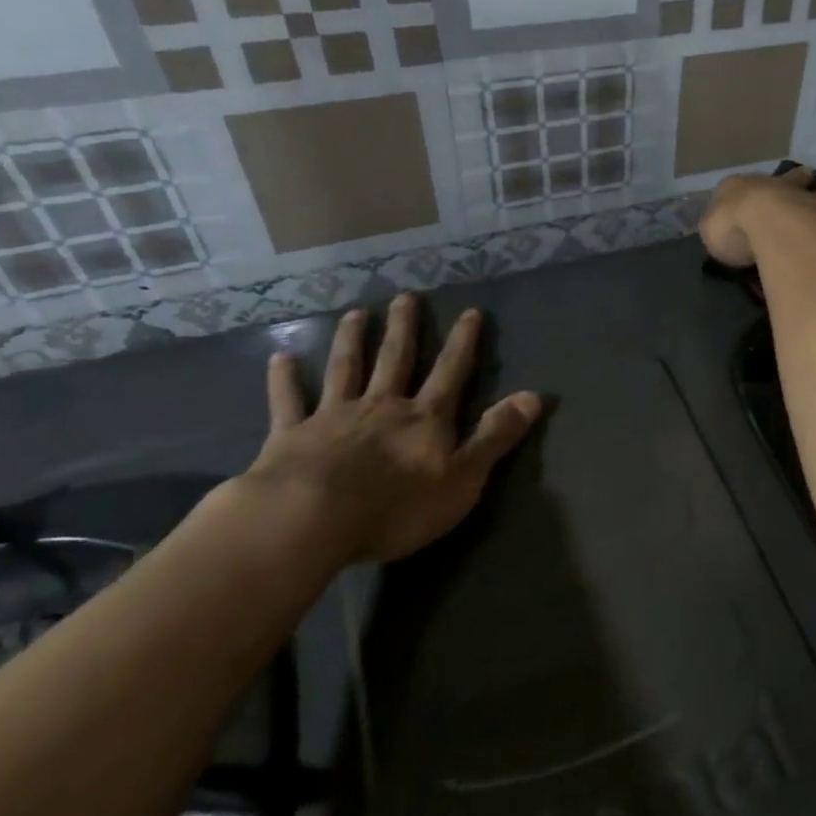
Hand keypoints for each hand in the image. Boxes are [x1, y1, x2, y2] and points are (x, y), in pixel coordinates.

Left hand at [242, 294, 540, 563]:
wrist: (311, 519)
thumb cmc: (397, 506)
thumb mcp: (464, 477)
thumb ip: (496, 436)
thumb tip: (534, 396)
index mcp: (424, 418)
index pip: (450, 372)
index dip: (463, 342)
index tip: (470, 311)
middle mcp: (381, 406)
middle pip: (395, 359)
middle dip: (404, 328)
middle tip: (406, 296)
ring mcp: (333, 417)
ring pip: (346, 370)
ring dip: (352, 341)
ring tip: (356, 314)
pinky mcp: (291, 436)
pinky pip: (289, 402)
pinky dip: (285, 380)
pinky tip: (280, 358)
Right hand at [699, 165, 815, 267]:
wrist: (767, 224)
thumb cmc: (735, 224)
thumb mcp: (712, 225)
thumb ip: (719, 223)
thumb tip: (722, 222)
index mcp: (762, 192)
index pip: (780, 182)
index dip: (793, 179)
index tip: (807, 172)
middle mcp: (795, 198)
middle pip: (815, 192)